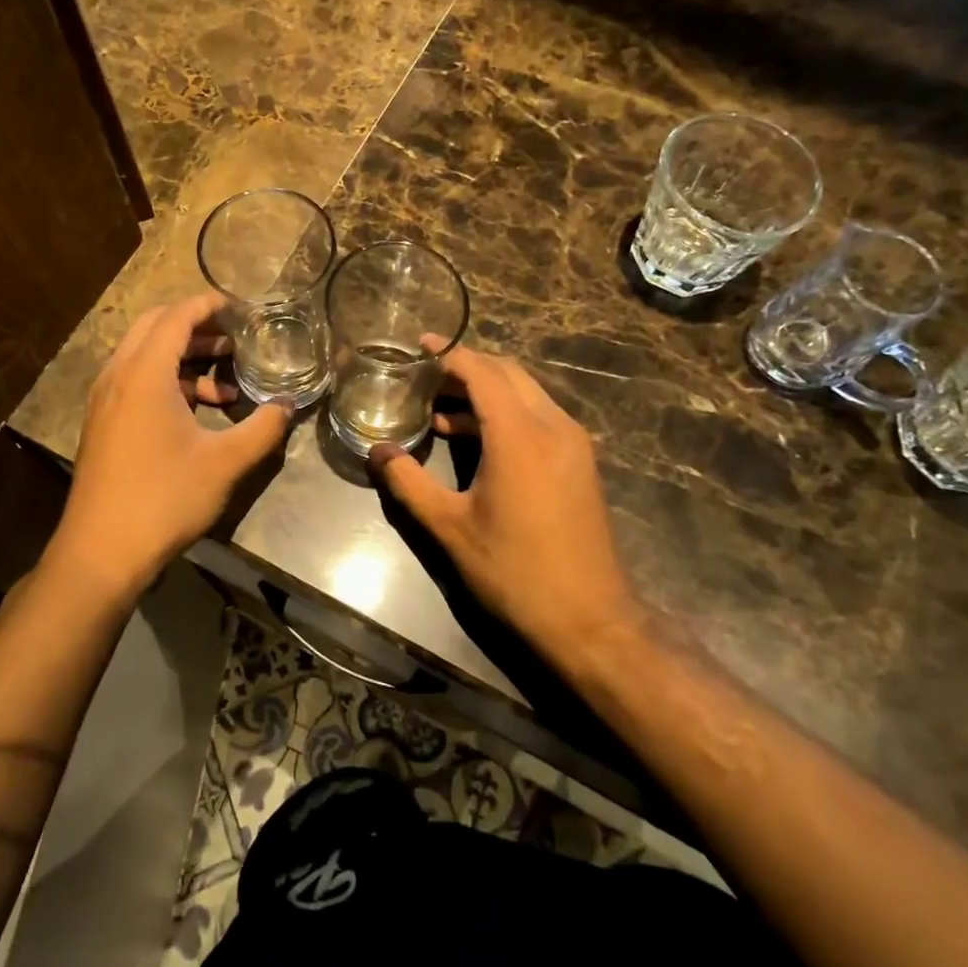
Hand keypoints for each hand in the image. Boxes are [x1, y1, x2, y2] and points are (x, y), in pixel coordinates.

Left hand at [50, 293, 292, 599]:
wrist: (100, 553)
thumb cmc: (164, 500)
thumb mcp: (225, 463)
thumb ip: (263, 428)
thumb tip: (289, 405)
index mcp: (144, 374)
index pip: (176, 316)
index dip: (210, 305)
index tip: (242, 309)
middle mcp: (117, 376)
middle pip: (155, 327)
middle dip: (196, 325)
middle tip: (234, 337)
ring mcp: (104, 400)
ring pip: (144, 355)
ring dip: (183, 356)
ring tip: (225, 381)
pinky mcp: (102, 423)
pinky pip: (135, 381)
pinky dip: (167, 381)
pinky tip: (198, 412)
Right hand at [370, 347, 639, 658]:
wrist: (590, 620)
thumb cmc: (514, 571)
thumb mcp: (450, 527)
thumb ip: (409, 483)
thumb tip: (377, 452)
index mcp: (520, 434)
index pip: (482, 372)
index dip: (449, 354)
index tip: (419, 346)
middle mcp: (553, 425)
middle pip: (508, 373)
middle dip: (466, 367)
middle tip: (425, 377)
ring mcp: (573, 443)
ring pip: (526, 393)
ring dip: (486, 392)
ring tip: (440, 410)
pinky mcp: (580, 462)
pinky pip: (540, 416)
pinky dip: (506, 413)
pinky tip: (475, 439)